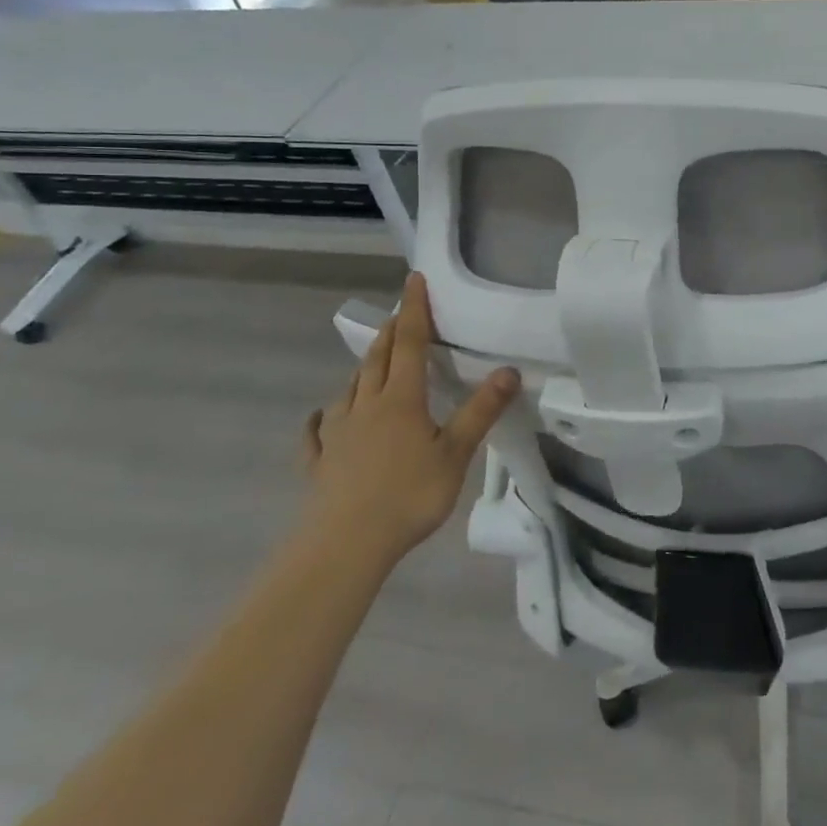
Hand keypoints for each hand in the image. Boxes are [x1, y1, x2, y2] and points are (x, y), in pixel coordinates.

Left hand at [302, 273, 517, 565]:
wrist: (344, 546)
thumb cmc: (408, 495)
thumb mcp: (455, 453)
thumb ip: (481, 411)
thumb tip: (509, 370)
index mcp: (401, 399)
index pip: (408, 343)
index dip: (414, 310)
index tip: (414, 280)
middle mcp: (366, 406)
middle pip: (376, 359)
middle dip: (389, 332)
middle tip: (399, 314)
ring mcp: (338, 434)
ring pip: (349, 389)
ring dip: (363, 368)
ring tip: (372, 360)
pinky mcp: (320, 463)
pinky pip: (317, 432)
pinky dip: (321, 419)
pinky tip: (318, 418)